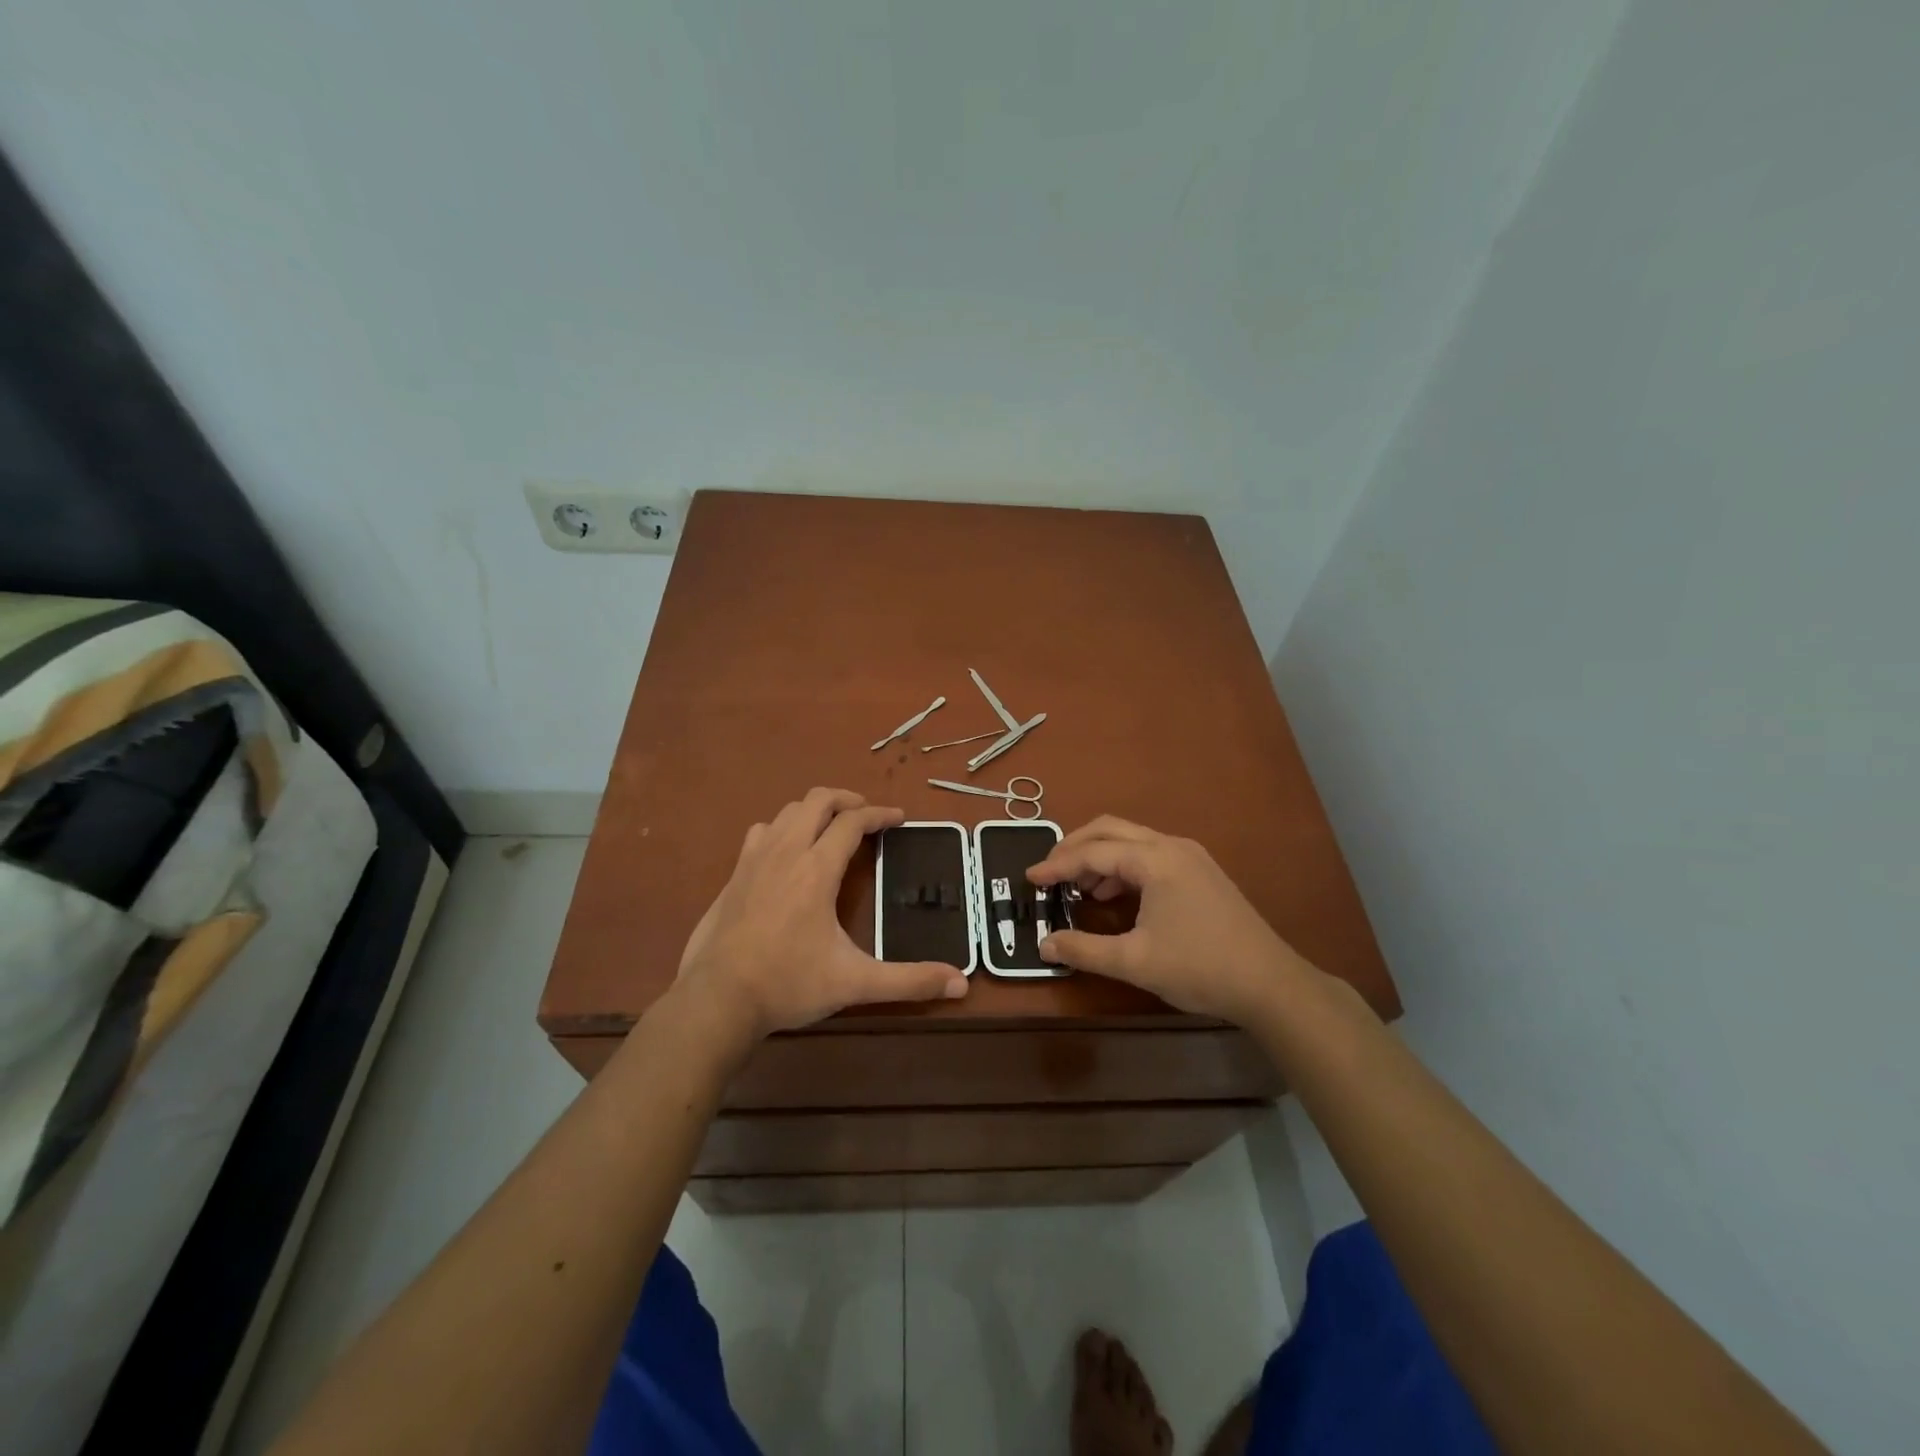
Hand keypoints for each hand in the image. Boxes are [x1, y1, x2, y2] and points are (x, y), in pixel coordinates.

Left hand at [676, 788, 968, 1041]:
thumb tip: (961, 984)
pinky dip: (782, 828)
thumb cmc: (789, 983)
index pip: (853, 822)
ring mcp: (754, 860)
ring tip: (830, 828)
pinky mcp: (733, 876)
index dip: (879, 814)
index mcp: (817, 868)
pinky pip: (761, 832)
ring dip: (813, 811)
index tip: (898, 818)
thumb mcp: (855, 983)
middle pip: (817, 800)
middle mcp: (786, 852)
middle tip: (866, 815)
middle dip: (846, 799)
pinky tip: (786, 852)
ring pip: (786, 812)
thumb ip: (909, 981)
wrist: (716, 1000)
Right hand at [1026, 816, 1305, 1024]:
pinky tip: (1116, 896)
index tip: (1030, 879)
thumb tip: (1044, 945)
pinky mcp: (1201, 871)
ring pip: (1131, 840)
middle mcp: (1171, 846)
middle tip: (1049, 873)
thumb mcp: (1134, 961)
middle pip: (1110, 830)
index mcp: (1154, 860)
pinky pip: (1150, 854)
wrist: (1270, 983)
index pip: (1093, 852)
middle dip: (1075, 847)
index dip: (1057, 865)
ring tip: (1079, 889)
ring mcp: (1190, 856)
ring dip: (1100, 856)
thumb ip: (1084, 950)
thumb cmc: (1199, 967)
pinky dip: (1123, 867)